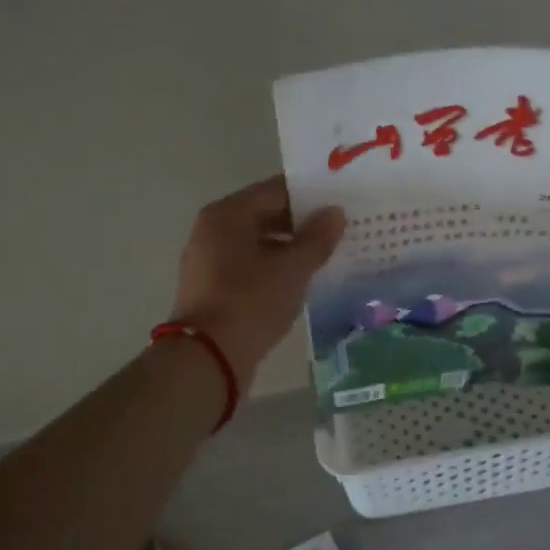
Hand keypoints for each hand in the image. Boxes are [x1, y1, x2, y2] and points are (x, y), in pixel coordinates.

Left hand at [171, 176, 344, 389]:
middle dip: (302, 223)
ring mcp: (209, 260)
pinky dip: (274, 269)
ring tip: (328, 256)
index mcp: (227, 214)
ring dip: (290, 248)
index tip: (342, 201)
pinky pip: (250, 267)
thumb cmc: (250, 303)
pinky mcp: (213, 289)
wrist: (208, 358)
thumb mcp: (292, 269)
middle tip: (341, 229)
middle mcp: (213, 230)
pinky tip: (302, 281)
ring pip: (259, 243)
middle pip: (265, 215)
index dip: (311, 195)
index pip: (276, 190)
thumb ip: (316, 238)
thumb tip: (335, 212)